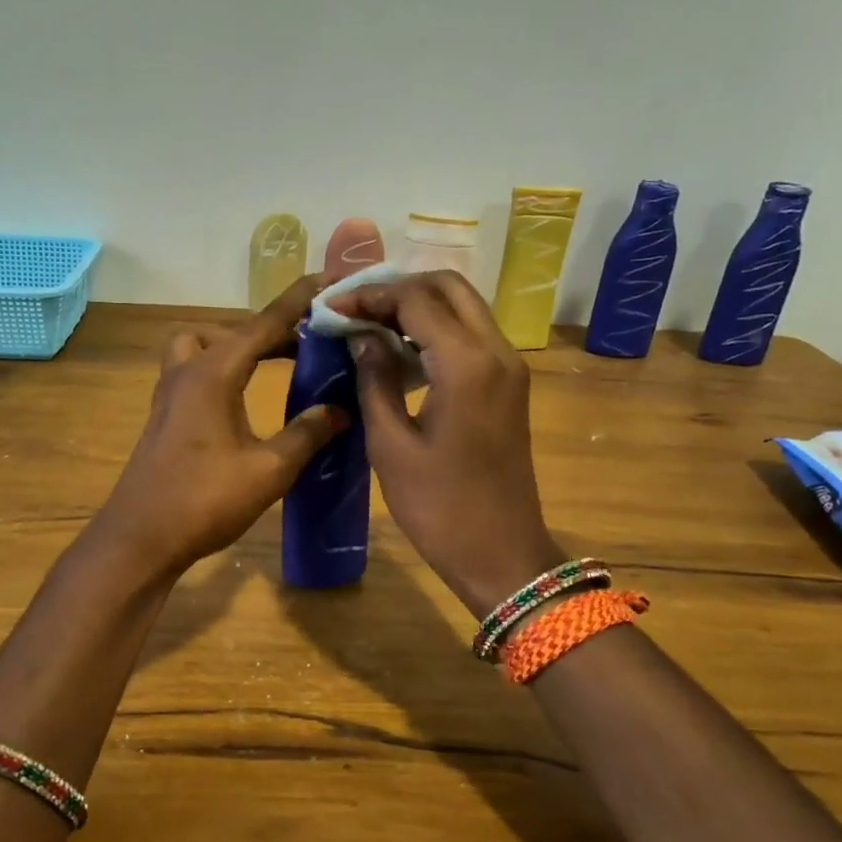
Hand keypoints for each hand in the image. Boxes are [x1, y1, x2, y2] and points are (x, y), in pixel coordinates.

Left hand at [90, 277, 347, 579]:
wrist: (140, 538)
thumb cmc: (204, 500)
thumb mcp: (269, 470)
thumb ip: (307, 434)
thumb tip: (340, 410)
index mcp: (214, 373)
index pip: (263, 324)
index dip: (298, 302)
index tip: (327, 280)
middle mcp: (187, 371)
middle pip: (234, 332)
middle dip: (273, 330)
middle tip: (312, 343)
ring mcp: (170, 392)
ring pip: (203, 346)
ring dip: (237, 346)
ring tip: (274, 365)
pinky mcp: (164, 414)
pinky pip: (195, 370)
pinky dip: (222, 368)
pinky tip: (244, 398)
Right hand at [332, 271, 564, 617]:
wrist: (502, 554)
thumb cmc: (440, 507)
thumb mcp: (391, 446)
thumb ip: (375, 380)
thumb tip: (362, 337)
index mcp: (466, 365)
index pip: (416, 300)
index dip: (370, 296)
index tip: (332, 307)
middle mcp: (496, 352)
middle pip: (448, 286)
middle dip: (398, 287)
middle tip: (355, 308)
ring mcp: (509, 367)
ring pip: (464, 306)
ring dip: (418, 304)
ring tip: (370, 323)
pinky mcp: (509, 384)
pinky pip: (472, 334)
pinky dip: (437, 327)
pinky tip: (401, 350)